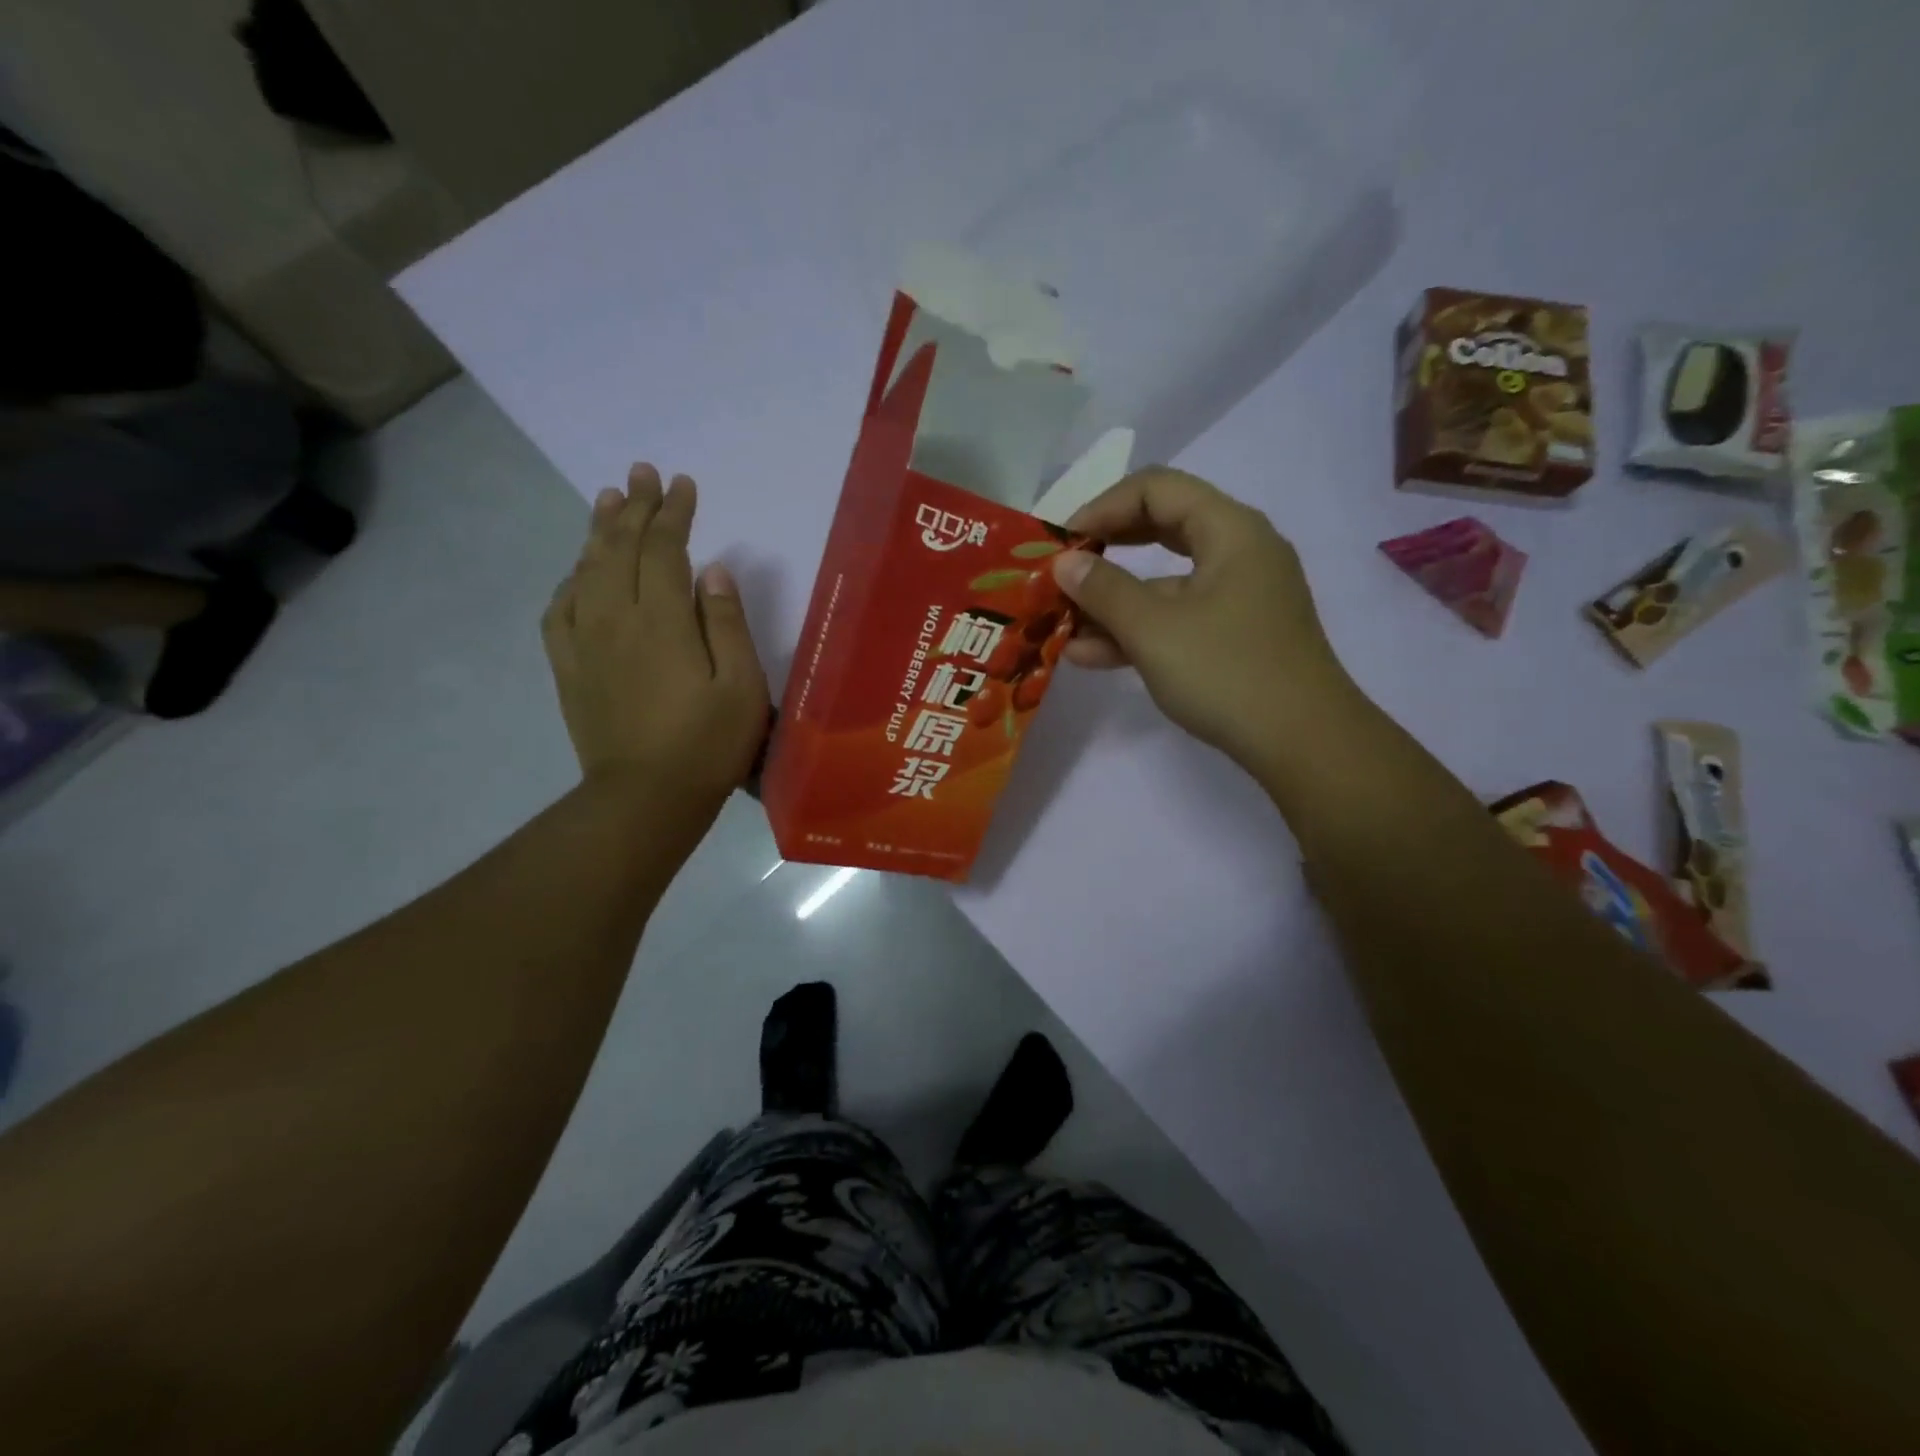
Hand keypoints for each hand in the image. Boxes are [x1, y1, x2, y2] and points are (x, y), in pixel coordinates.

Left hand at [544, 464, 768, 815]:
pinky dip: (571, 580)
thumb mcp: (742, 687)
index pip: (665, 549)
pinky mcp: (568, 668)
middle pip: (621, 548)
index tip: (683, 485)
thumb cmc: (708, 745)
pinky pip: (560, 610)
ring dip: (599, 531)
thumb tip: (712, 571)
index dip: (674, 513)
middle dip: (635, 506)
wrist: (645, 798)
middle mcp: (616, 618)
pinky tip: (579, 572)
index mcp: (662, 621)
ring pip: (586, 570)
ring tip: (608, 499)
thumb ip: (727, 624)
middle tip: (642, 473)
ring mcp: (585, 642)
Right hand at [1052, 467, 1356, 773]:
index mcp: (1230, 530)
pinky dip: (1136, 631)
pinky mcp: (1234, 637)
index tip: (1061, 544)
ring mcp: (1238, 598)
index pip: (1156, 489)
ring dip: (1112, 602)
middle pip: (1160, 529)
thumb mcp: (1153, 629)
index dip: (1102, 507)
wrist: (1303, 744)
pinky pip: (1177, 619)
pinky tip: (1089, 655)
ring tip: (1060, 626)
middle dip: (1104, 552)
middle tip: (1060, 571)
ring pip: (1165, 583)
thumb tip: (1064, 563)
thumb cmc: (1227, 672)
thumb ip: (1103, 590)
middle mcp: (1238, 553)